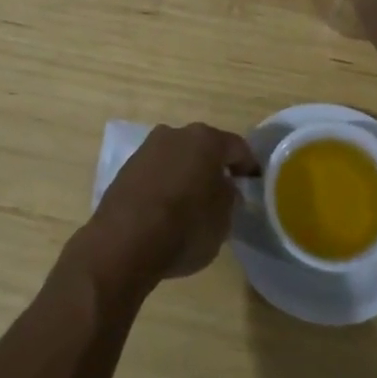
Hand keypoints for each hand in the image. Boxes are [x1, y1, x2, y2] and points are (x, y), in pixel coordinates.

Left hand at [83, 124, 259, 289]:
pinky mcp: (126, 168)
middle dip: (214, 166)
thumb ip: (229, 197)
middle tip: (223, 191)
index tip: (253, 182)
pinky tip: (166, 208)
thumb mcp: (223, 220)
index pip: (236, 148)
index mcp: (205, 140)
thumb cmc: (184, 228)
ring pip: (177, 157)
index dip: (248, 166)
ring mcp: (147, 149)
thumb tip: (224, 188)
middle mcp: (175, 134)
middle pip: (203, 147)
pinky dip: (164, 184)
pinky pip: (156, 172)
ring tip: (192, 201)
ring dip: (186, 173)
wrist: (123, 242)